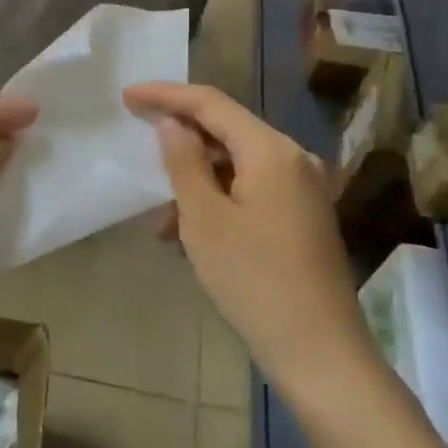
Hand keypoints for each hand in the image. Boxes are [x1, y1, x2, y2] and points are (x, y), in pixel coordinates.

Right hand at [124, 82, 372, 387]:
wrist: (320, 352)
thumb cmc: (254, 280)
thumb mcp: (205, 219)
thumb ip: (184, 162)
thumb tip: (173, 124)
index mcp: (271, 150)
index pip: (211, 103)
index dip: (166, 95)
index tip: (127, 96)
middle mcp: (293, 159)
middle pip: (227, 131)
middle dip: (181, 143)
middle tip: (139, 148)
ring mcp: (303, 189)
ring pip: (237, 166)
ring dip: (196, 182)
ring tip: (163, 221)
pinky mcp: (303, 217)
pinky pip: (251, 190)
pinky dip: (219, 201)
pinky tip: (193, 235)